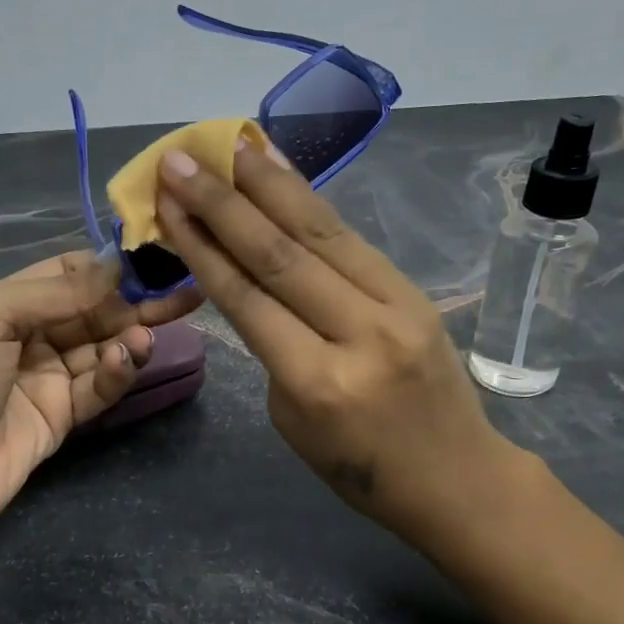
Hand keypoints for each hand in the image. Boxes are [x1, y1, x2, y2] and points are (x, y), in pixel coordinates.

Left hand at [0, 253, 200, 536]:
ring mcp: (51, 376)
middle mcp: (34, 334)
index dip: (109, 266)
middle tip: (184, 292)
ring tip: (146, 335)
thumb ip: (54, 291)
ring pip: (104, 347)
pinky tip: (126, 359)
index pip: (70, 273)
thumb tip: (115, 265)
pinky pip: (100, 386)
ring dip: (129, 337)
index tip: (151, 258)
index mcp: (10, 303)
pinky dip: (117, 372)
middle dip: (137, 300)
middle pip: (96, 310)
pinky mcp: (66, 415)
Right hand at [154, 138, 530, 546]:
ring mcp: (396, 306)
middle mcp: (358, 335)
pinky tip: (284, 173)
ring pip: (321, 233)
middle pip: (279, 254)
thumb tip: (256, 287)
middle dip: (223, 203)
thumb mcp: (292, 422)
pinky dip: (312, 202)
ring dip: (270, 184)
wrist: (457, 478)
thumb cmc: (359, 468)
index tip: (167, 203)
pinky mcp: (416, 291)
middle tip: (180, 161)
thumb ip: (274, 349)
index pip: (246, 299)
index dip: (201, 245)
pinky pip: (353, 240)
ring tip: (230, 145)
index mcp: (315, 384)